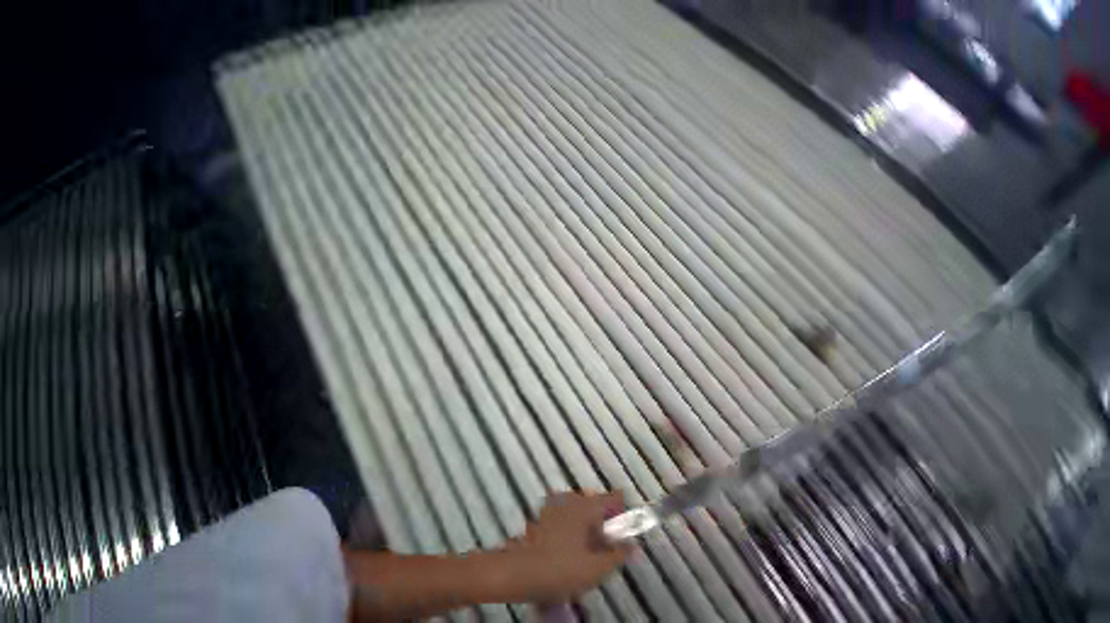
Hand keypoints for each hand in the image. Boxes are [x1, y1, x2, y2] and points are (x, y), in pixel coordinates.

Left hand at [496, 491, 635, 603]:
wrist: (518, 571)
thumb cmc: (560, 568)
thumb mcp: (595, 568)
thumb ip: (617, 555)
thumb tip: (634, 546)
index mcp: (587, 506)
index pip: (613, 497)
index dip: (625, 510)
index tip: (630, 526)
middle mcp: (573, 498)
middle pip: (598, 504)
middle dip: (607, 522)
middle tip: (610, 547)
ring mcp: (557, 504)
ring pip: (583, 510)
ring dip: (591, 526)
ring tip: (592, 552)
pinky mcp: (545, 514)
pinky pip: (569, 515)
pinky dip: (576, 527)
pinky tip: (573, 549)